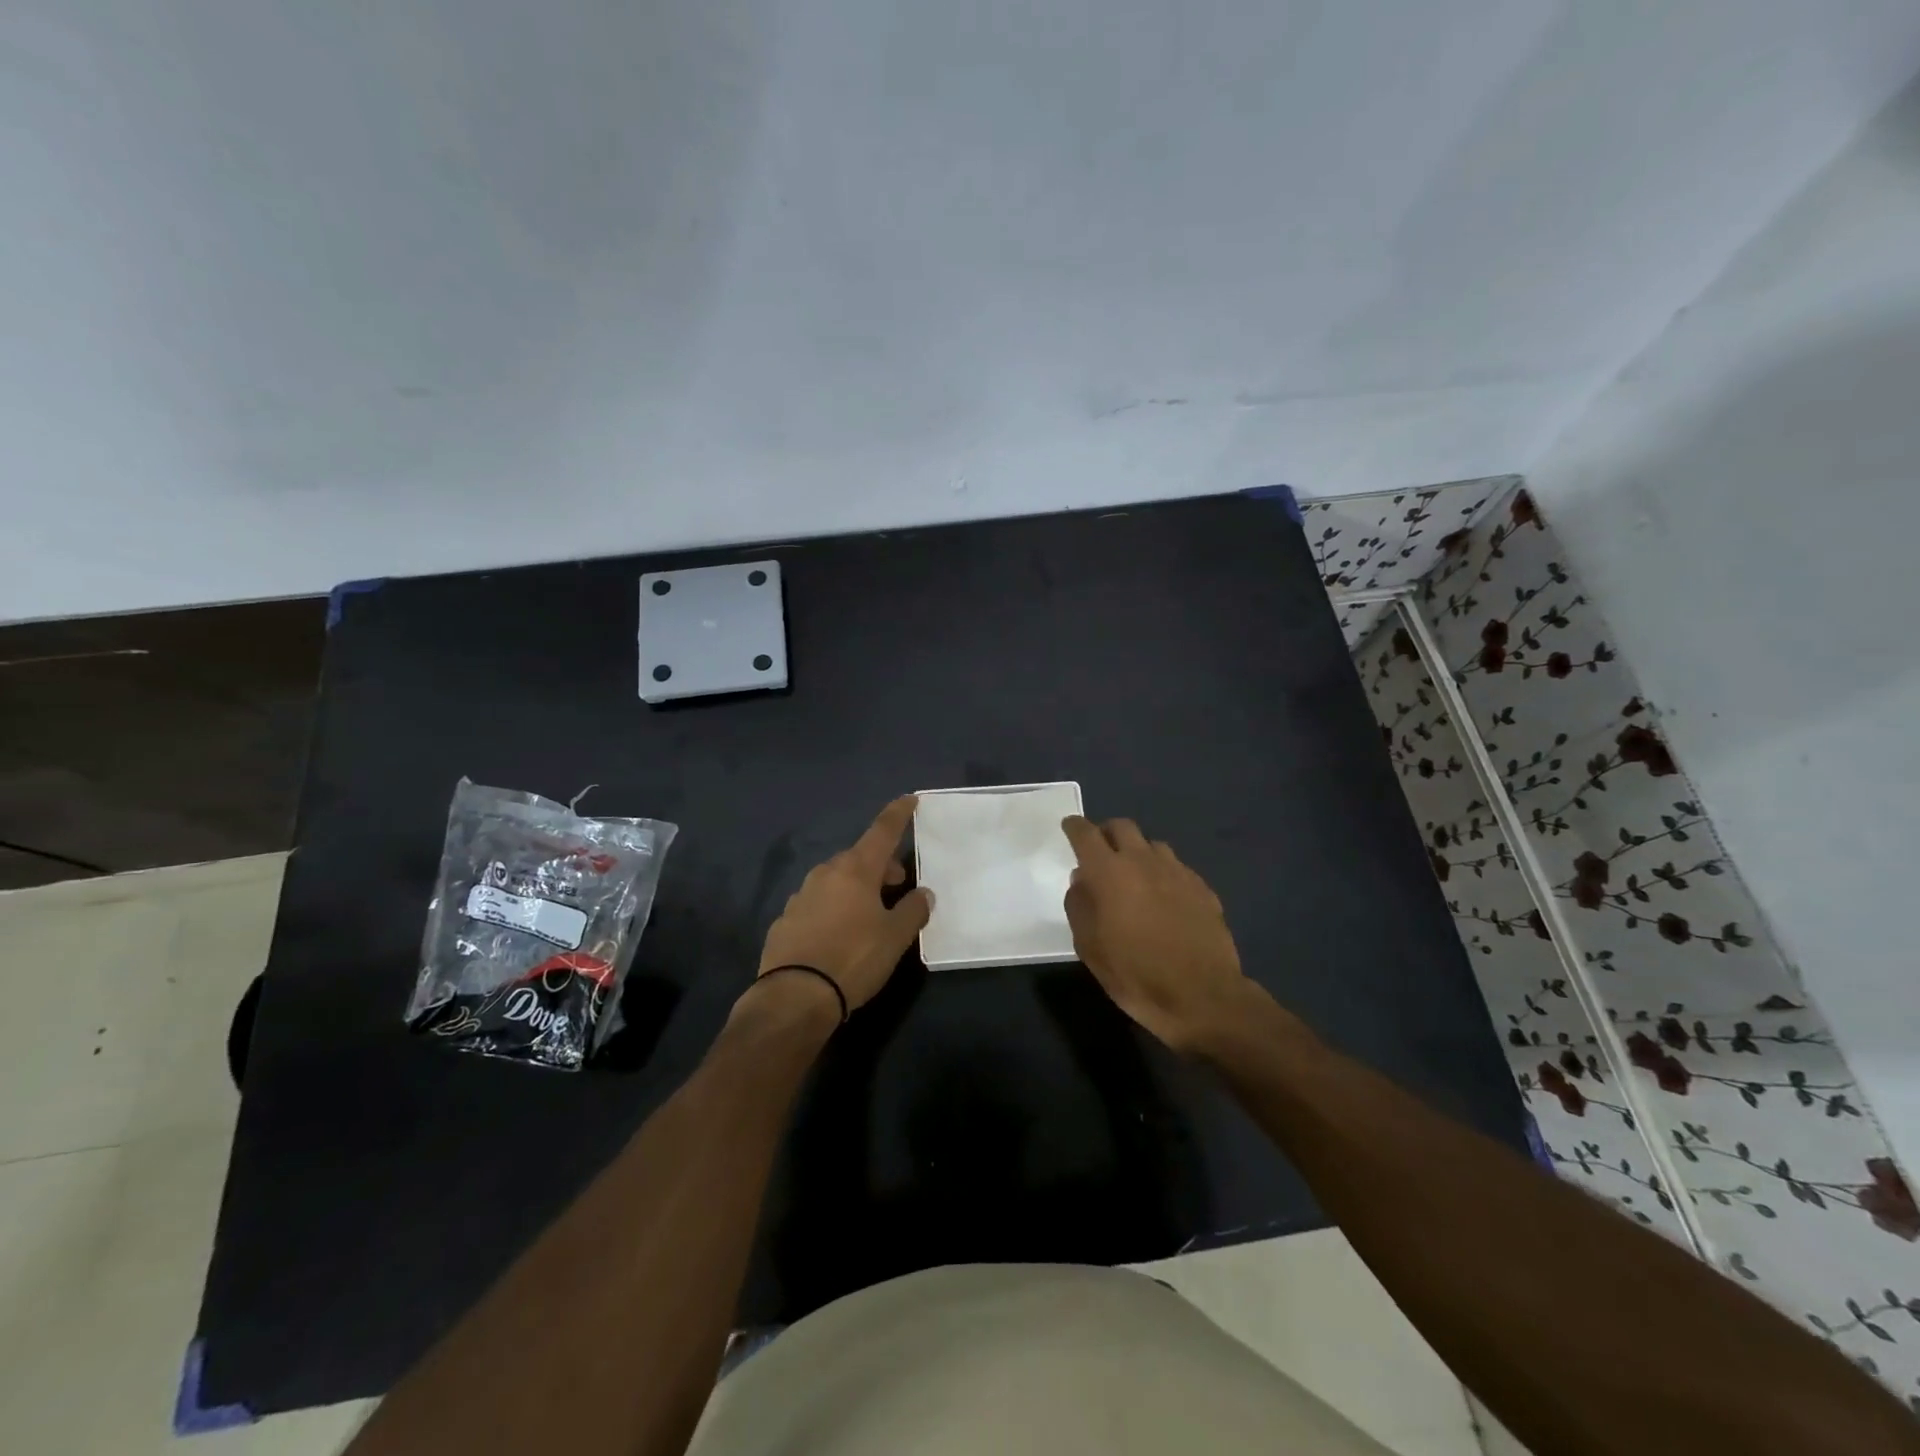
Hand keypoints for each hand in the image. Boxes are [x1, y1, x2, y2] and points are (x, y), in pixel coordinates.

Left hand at [755, 796, 932, 1013]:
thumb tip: (923, 893)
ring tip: (869, 913)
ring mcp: (801, 895)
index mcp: (855, 870)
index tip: (908, 799)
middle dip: (879, 865)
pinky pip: (817, 903)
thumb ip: (913, 910)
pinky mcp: (785, 920)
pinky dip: (833, 908)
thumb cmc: (854, 958)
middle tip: (896, 883)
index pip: (882, 831)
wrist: (794, 995)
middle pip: (858, 857)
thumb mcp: (895, 937)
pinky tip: (839, 934)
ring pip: (836, 880)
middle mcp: (826, 873)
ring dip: (855, 887)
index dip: (898, 814)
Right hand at [1061, 816, 1254, 1054]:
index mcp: (1109, 872)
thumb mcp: (1090, 948)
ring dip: (1137, 852)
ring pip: (1151, 844)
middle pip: (1122, 826)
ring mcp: (1177, 871)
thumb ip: (1080, 906)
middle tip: (1100, 853)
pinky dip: (1162, 873)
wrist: (1202, 996)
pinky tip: (1163, 898)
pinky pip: (1176, 867)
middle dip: (1107, 833)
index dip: (1075, 827)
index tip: (1070, 827)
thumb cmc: (1136, 974)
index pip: (1086, 834)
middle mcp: (1142, 861)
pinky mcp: (1201, 887)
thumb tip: (1081, 881)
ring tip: (1134, 876)